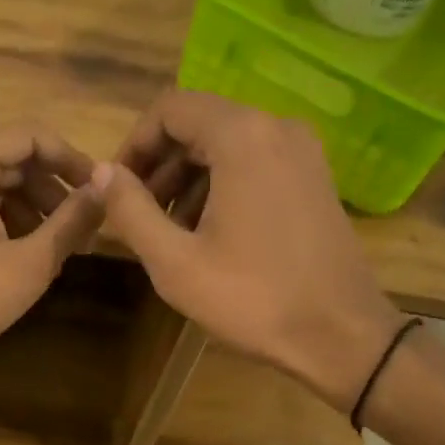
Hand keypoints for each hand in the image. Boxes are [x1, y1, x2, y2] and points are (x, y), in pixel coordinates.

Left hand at [0, 124, 103, 386]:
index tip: (101, 191)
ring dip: (35, 209)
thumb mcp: (29, 263)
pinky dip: (9, 221)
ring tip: (65, 247)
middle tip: (88, 228)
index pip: (30, 136)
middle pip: (14, 159)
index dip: (72, 159)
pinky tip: (31, 255)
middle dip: (54, 190)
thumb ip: (72, 221)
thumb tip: (107, 188)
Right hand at [93, 91, 404, 411]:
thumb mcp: (174, 261)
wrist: (343, 335)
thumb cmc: (253, 298)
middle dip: (160, 162)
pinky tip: (207, 229)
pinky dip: (221, 182)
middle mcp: (276, 128)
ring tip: (167, 227)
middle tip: (137, 211)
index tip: (117, 187)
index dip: (135, 143)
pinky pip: (254, 160)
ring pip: (226, 143)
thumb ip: (130, 209)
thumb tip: (101, 173)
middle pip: (199, 122)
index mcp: (242, 137)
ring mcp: (302, 151)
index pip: (170, 109)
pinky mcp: (314, 176)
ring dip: (188, 175)